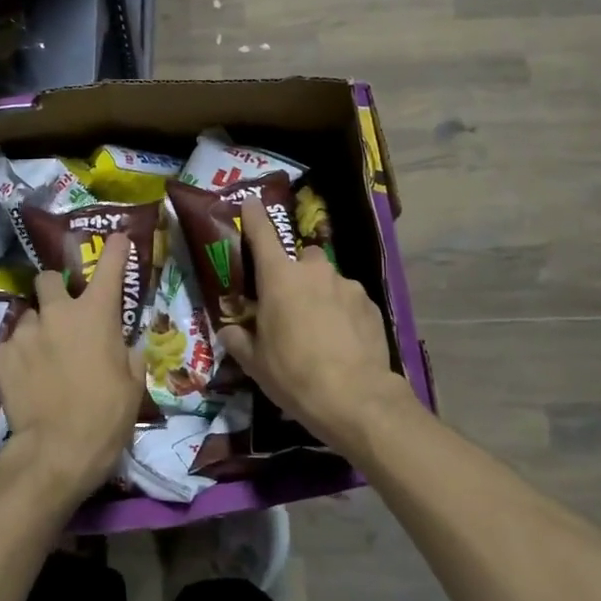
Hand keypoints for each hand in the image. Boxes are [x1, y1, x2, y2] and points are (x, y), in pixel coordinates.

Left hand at [0, 234, 145, 507]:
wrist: (57, 451)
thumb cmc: (106, 416)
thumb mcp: (133, 385)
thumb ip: (129, 355)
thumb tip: (125, 345)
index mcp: (97, 314)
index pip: (110, 267)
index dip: (116, 250)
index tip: (117, 239)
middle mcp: (58, 313)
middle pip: (47, 279)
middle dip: (54, 288)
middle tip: (62, 311)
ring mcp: (26, 332)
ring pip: (29, 315)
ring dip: (38, 327)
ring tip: (43, 355)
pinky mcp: (2, 356)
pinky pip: (12, 344)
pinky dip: (20, 354)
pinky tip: (27, 376)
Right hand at [219, 198, 414, 459]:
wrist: (354, 397)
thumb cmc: (293, 375)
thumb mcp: (255, 363)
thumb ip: (239, 339)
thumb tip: (230, 330)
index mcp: (279, 278)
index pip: (262, 234)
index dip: (254, 217)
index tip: (251, 202)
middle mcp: (314, 271)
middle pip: (301, 258)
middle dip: (295, 272)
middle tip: (289, 303)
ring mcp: (347, 285)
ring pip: (328, 279)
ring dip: (321, 294)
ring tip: (319, 328)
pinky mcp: (370, 304)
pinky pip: (349, 299)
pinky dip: (342, 311)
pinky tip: (342, 340)